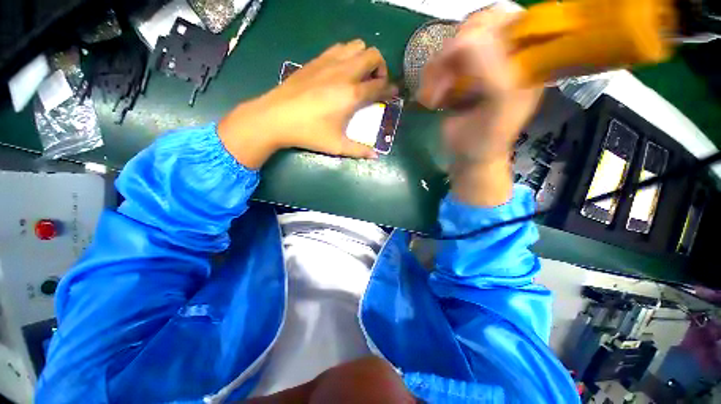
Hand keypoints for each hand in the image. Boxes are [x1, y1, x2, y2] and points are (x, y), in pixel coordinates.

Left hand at [218, 40, 395, 168]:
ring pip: (357, 45)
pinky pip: (339, 48)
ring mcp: (329, 63)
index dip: (389, 88)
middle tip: (375, 84)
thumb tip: (376, 157)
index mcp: (351, 94)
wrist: (276, 117)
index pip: (379, 85)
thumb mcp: (337, 145)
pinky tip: (342, 72)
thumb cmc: (309, 133)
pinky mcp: (316, 60)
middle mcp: (344, 73)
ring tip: (359, 76)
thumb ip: (359, 151)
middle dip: (380, 68)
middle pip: (373, 55)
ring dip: (364, 58)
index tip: (392, 93)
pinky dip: (348, 55)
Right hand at [417, 8, 542, 205]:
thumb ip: (490, 67)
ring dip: (436, 72)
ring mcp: (478, 66)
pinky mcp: (457, 78)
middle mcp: (503, 56)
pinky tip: (430, 99)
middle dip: (451, 54)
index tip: (459, 59)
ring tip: (433, 98)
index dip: (479, 31)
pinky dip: (430, 80)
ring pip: (451, 45)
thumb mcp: (497, 105)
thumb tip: (463, 38)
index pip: (506, 18)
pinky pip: (439, 64)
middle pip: (475, 26)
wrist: (468, 157)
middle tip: (442, 83)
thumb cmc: (485, 139)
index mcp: (525, 59)